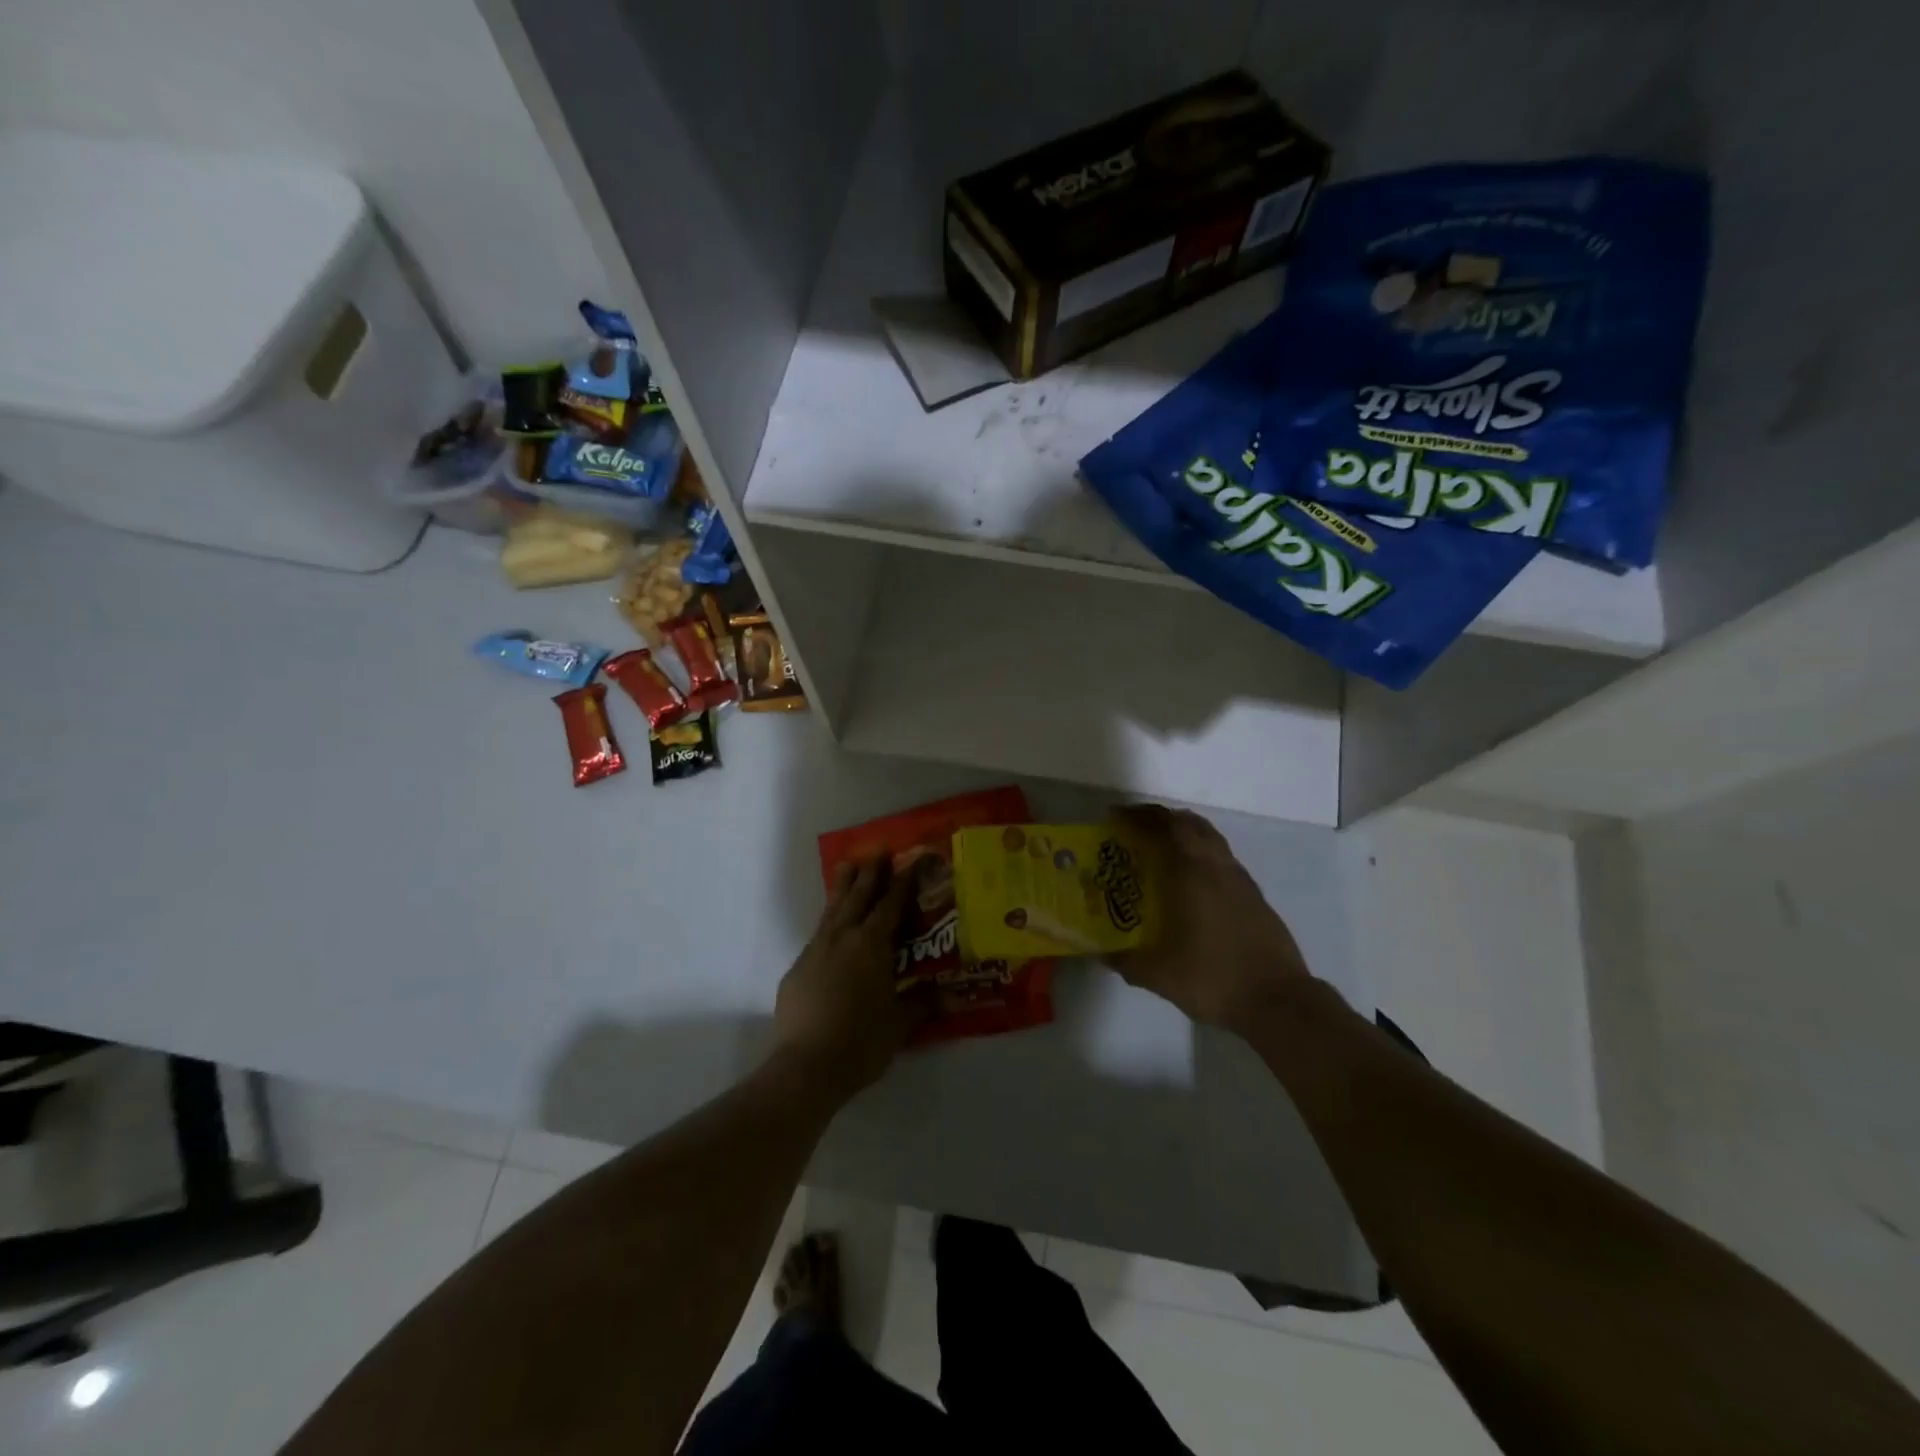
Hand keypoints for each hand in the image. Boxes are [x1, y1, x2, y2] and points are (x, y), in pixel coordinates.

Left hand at [773, 856, 924, 1098]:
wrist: (806, 1067)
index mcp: (871, 945)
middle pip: (858, 896)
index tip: (912, 860)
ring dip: (843, 887)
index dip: (903, 882)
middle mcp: (843, 938)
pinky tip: (831, 929)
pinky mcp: (797, 970)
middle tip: (879, 850)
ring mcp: (815, 951)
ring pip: (832, 910)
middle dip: (870, 872)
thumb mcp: (901, 1023)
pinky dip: (828, 922)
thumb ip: (924, 1003)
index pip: (891, 904)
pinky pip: (817, 936)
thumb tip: (953, 994)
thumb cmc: (862, 1041)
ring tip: (848, 866)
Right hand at [1109, 804, 1312, 1033]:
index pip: (1166, 826)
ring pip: (1211, 840)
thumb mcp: (1160, 975)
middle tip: (1135, 830)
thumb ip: (1127, 961)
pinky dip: (1202, 855)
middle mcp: (1219, 868)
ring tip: (1160, 850)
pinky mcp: (1256, 898)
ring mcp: (1242, 882)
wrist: (1279, 1003)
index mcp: (1194, 874)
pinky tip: (1190, 882)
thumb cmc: (1214, 979)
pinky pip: (1223, 860)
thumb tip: (1101, 953)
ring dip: (1185, 834)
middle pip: (1191, 824)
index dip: (1140, 817)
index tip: (1116, 818)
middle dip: (1161, 820)